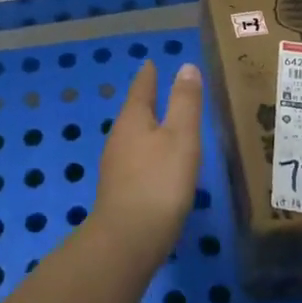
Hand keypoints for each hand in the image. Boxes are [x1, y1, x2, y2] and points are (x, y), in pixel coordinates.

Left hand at [92, 61, 203, 268]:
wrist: (128, 240)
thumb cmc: (159, 182)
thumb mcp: (181, 137)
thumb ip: (185, 102)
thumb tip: (186, 66)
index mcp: (133, 119)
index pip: (141, 88)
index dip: (149, 75)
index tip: (150, 62)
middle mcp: (119, 138)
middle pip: (134, 112)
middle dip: (146, 100)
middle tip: (159, 87)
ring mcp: (116, 166)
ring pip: (133, 137)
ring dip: (146, 127)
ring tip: (162, 124)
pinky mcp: (119, 191)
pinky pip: (135, 160)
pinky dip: (147, 153)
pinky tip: (157, 164)